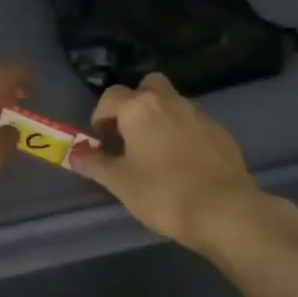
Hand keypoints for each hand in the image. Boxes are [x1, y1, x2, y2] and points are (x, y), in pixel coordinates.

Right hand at [71, 72, 291, 251]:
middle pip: (147, 86)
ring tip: (154, 152)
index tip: (101, 141)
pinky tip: (182, 163)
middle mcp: (169, 102)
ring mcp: (199, 115)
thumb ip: (94, 164)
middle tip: (128, 134)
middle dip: (134, 103)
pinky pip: (193, 123)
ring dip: (159, 118)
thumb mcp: (120, 182)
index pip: (111, 96)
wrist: (224, 210)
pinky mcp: (220, 132)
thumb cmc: (162, 193)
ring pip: (172, 103)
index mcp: (140, 109)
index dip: (100, 116)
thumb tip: (73, 154)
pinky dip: (182, 133)